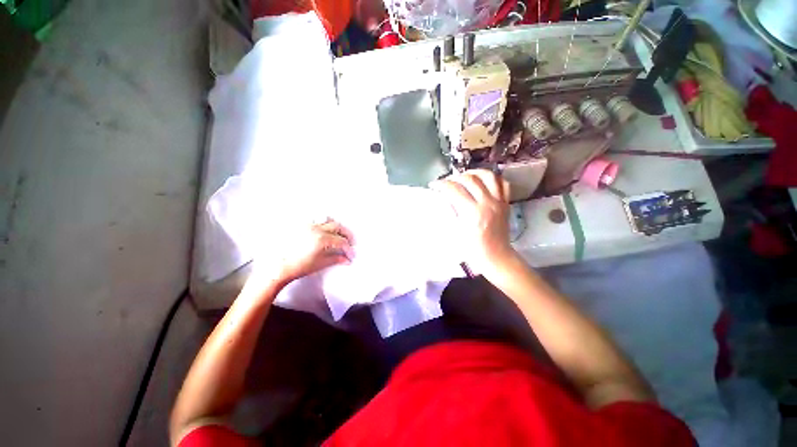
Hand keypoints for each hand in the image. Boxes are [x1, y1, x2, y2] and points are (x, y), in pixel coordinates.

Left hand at [250, 218, 354, 287]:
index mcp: (321, 239)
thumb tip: (346, 259)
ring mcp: (307, 225)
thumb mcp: (320, 263)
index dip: (348, 248)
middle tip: (350, 242)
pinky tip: (325, 229)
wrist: (277, 267)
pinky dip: (323, 222)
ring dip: (336, 226)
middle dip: (346, 234)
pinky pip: (315, 219)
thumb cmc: (297, 267)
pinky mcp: (300, 225)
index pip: (341, 241)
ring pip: (327, 219)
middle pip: (337, 226)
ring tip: (339, 234)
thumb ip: (336, 259)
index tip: (351, 254)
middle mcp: (315, 228)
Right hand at [430, 169, 515, 272]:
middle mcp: (487, 204)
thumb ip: (451, 212)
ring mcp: (499, 202)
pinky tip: (483, 182)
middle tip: (447, 182)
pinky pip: (502, 184)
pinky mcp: (506, 204)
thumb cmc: (473, 250)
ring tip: (465, 176)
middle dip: (455, 177)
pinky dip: (492, 179)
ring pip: (488, 176)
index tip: (434, 184)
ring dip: (474, 172)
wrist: (496, 257)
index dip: (441, 184)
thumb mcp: (456, 232)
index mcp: (472, 213)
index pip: (454, 190)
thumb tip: (445, 198)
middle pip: (470, 179)